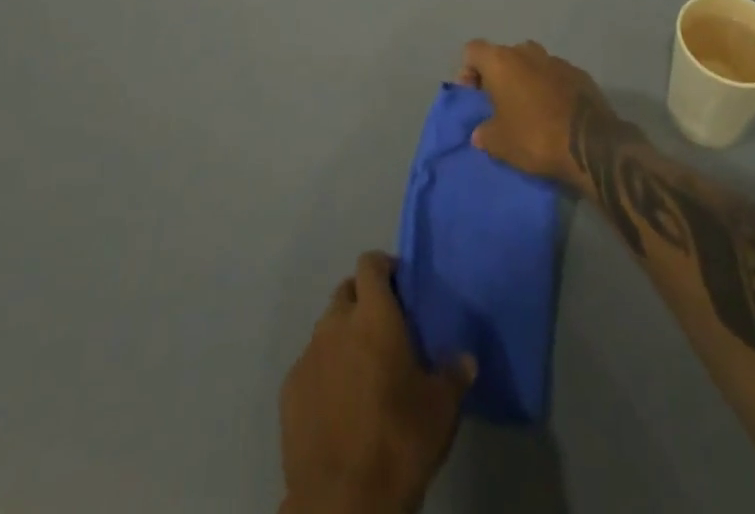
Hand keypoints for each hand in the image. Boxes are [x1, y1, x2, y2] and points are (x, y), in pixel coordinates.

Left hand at [280, 251, 474, 513]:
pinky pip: (310, 365)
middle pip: (346, 292)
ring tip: (361, 370)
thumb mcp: (441, 408)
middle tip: (383, 330)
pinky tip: (338, 402)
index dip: (383, 267)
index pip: (370, 264)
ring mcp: (308, 356)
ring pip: (326, 329)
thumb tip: (465, 359)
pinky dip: (324, 371)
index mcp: (374, 315)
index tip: (399, 284)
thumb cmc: (399, 441)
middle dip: (362, 301)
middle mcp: (336, 324)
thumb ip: (453, 375)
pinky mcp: (289, 390)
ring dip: (343, 337)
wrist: (342, 502)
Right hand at [458, 39, 620, 188]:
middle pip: (503, 55)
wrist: (591, 144)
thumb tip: (481, 132)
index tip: (475, 98)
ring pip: (531, 64)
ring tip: (528, 111)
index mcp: (502, 61)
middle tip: (499, 106)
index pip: (472, 50)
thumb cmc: (535, 137)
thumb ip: (484, 133)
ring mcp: (557, 60)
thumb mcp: (499, 144)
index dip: (468, 71)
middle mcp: (528, 52)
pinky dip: (550, 88)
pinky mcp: (580, 74)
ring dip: (525, 81)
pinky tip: (554, 114)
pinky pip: (555, 76)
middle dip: (498, 76)